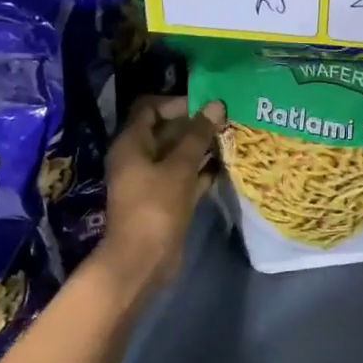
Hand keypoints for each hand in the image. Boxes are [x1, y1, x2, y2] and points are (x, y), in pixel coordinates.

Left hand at [99, 96, 224, 287]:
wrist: (143, 260)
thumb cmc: (156, 206)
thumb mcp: (179, 167)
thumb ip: (197, 135)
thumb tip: (216, 105)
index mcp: (131, 143)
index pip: (150, 108)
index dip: (176, 103)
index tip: (206, 105)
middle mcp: (138, 158)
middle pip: (165, 131)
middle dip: (194, 125)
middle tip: (226, 121)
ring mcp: (150, 180)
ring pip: (176, 156)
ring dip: (200, 148)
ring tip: (230, 139)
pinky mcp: (164, 200)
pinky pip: (183, 177)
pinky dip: (200, 171)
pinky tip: (225, 166)